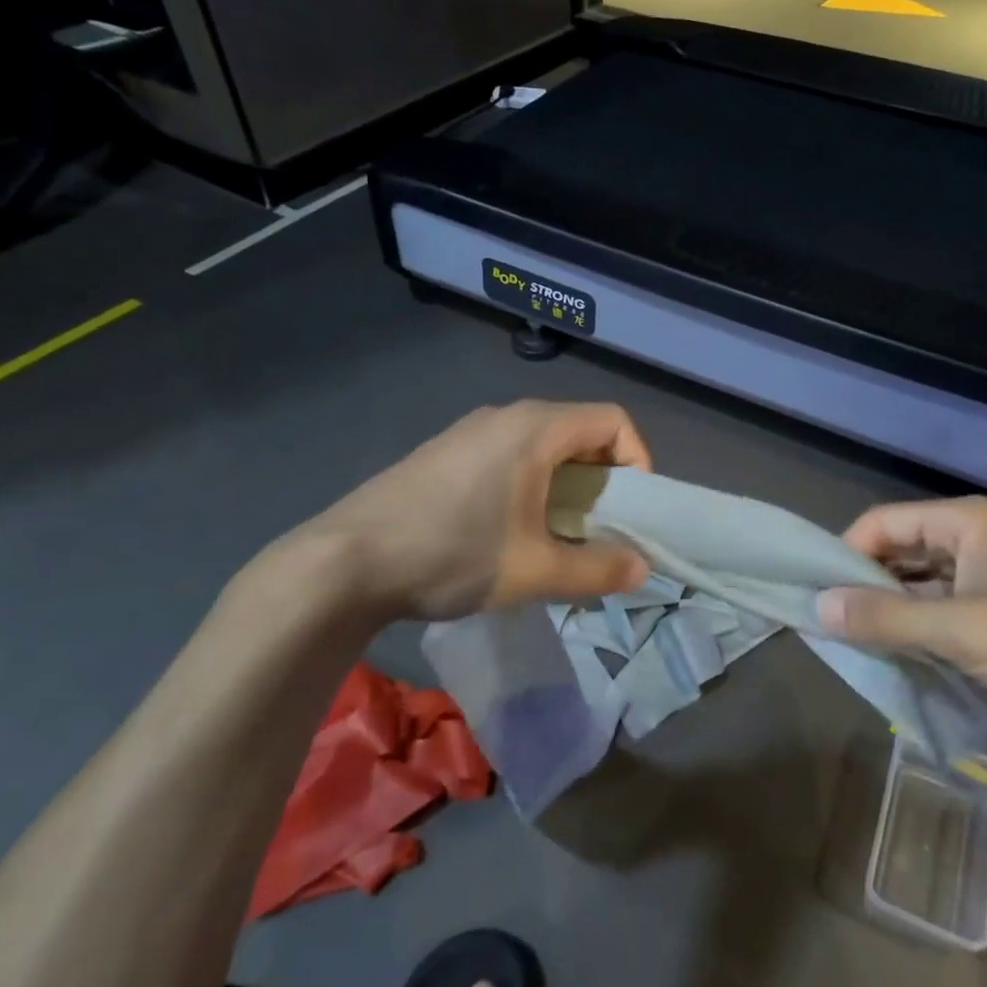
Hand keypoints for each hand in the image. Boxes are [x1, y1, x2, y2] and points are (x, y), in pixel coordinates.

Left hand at [288, 401, 652, 622]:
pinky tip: (507, 530)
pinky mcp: (445, 452)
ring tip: (556, 535)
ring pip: (542, 444)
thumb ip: (597, 569)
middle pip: (579, 431)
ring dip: (565, 484)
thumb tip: (642, 569)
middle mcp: (507, 415)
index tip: (631, 510)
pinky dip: (530, 483)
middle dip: (602, 479)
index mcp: (536, 428)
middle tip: (598, 529)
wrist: (344, 561)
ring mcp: (470, 430)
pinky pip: (508, 454)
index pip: (613, 420)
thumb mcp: (534, 570)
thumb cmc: (452, 553)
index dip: (637, 460)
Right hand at [817, 495, 986, 720]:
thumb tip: (818, 608)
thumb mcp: (960, 631)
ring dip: (892, 608)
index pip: (883, 522)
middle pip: (900, 549)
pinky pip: (942, 605)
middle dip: (867, 583)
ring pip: (920, 581)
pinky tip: (900, 651)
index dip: (847, 553)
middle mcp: (972, 536)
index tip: (820, 594)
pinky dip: (919, 624)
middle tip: (834, 621)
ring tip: (859, 640)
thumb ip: (886, 618)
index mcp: (964, 521)